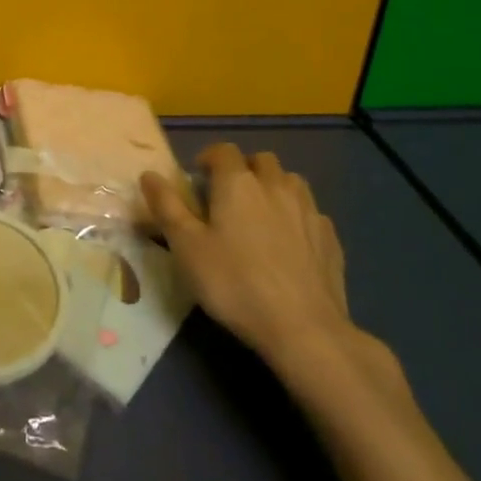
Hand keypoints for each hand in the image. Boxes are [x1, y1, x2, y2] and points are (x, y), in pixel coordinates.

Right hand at [144, 145, 357, 377]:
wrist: (303, 329)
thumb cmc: (235, 283)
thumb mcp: (186, 246)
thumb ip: (166, 206)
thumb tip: (149, 174)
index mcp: (238, 183)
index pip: (223, 150)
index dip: (208, 158)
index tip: (198, 180)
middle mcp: (275, 186)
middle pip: (261, 160)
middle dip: (244, 169)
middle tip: (228, 197)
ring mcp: (308, 210)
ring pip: (291, 181)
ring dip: (274, 188)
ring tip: (261, 215)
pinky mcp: (330, 238)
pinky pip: (311, 213)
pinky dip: (297, 217)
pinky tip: (290, 243)